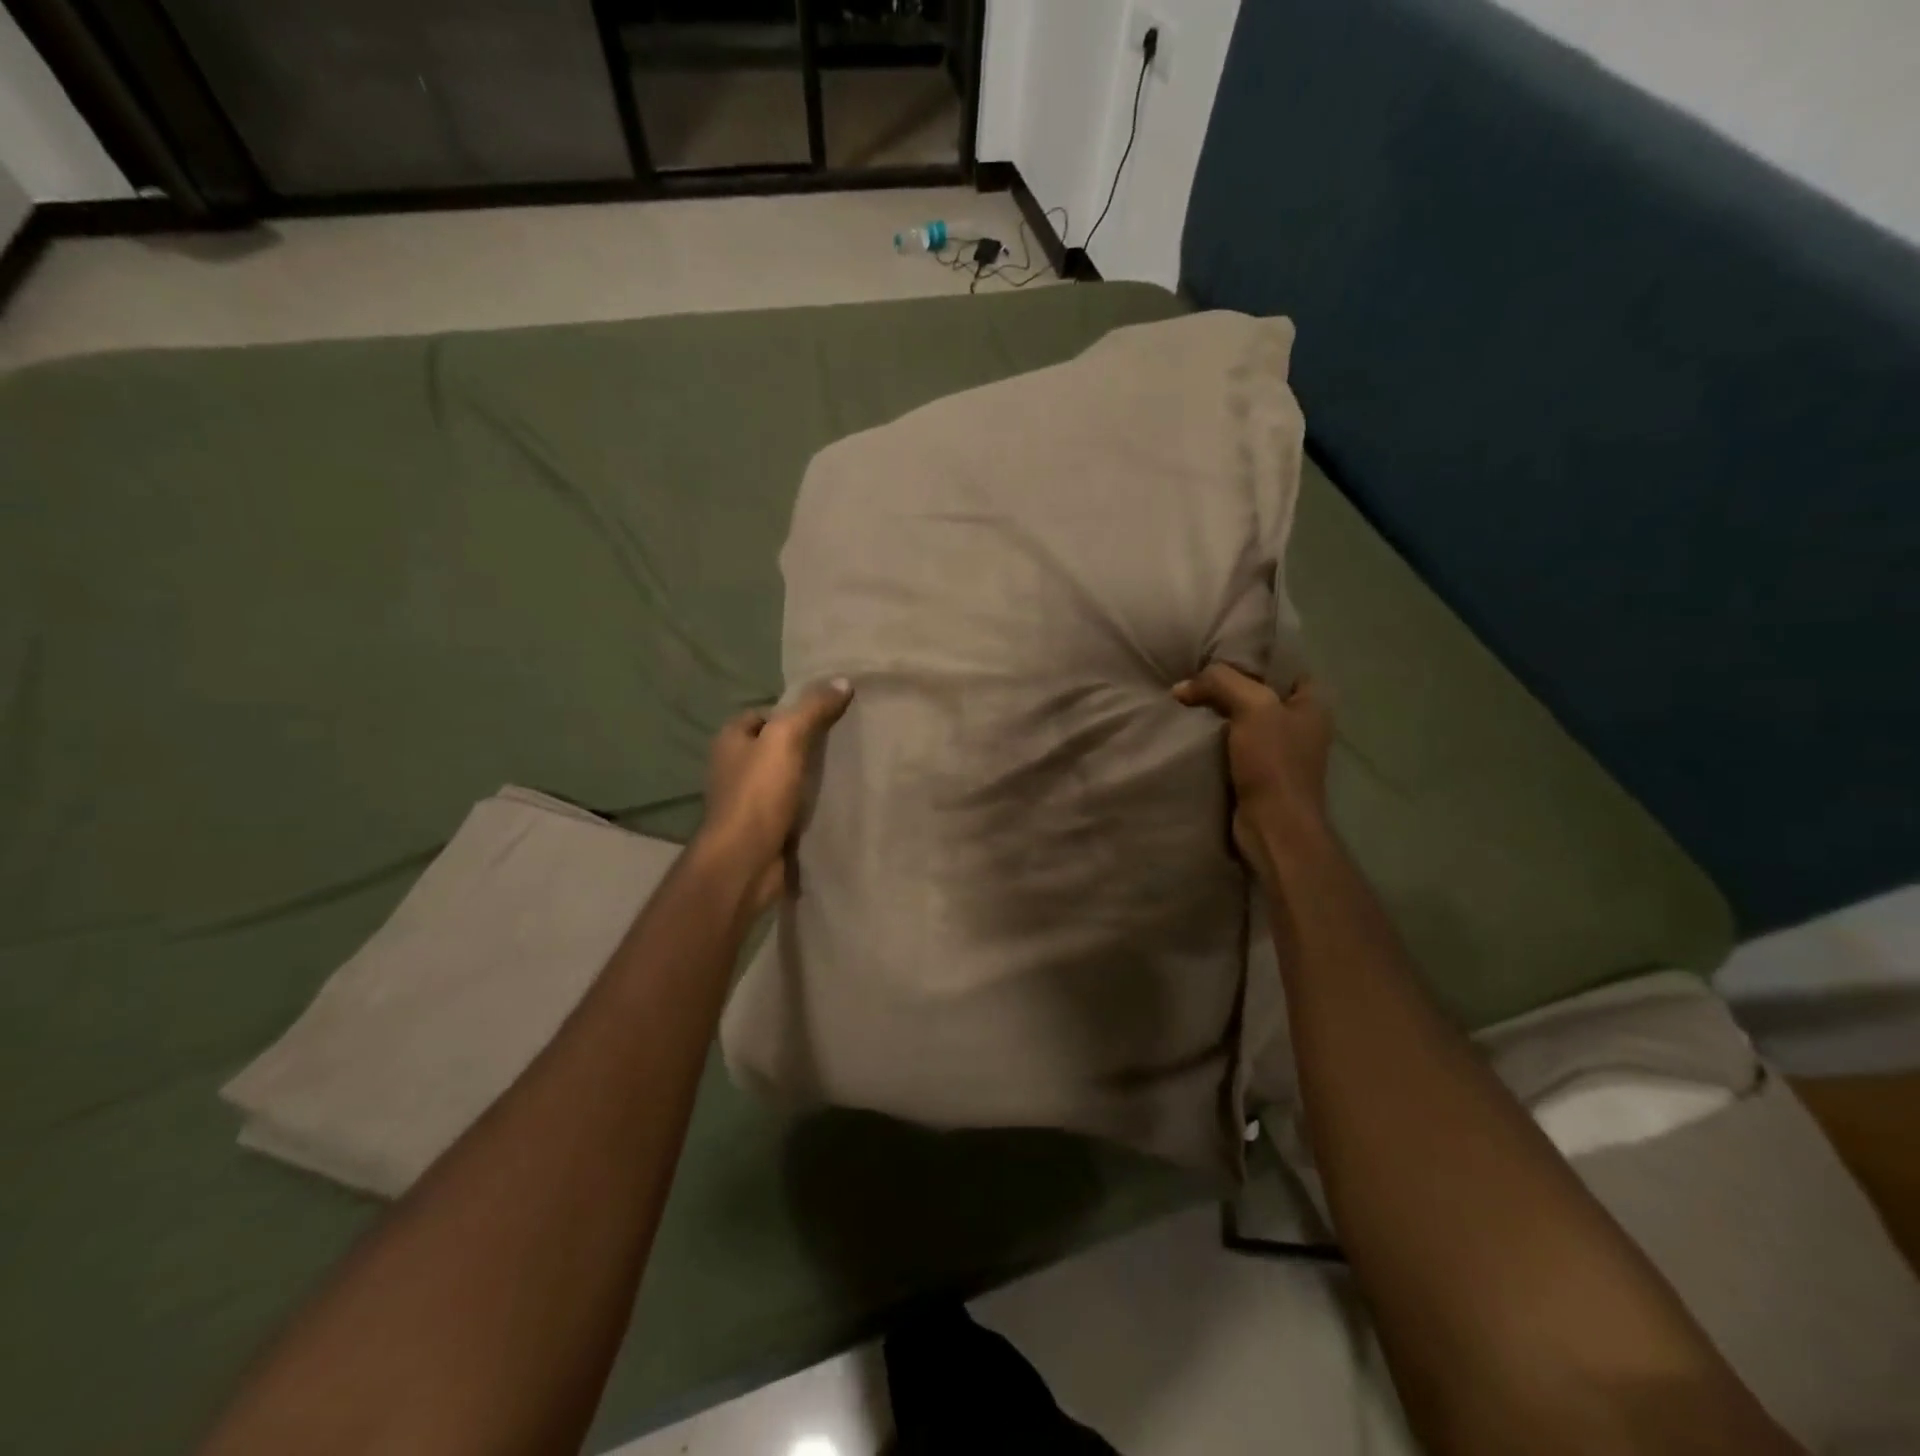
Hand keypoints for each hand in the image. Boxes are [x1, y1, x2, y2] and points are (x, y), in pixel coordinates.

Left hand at [694, 678, 853, 914]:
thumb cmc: (758, 793)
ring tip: (844, 769)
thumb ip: (812, 709)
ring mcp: (747, 801)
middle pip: (773, 746)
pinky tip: (833, 801)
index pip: (761, 714)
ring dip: (807, 776)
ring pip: (783, 778)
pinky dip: (808, 804)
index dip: (790, 711)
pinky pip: (790, 807)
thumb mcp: (787, 739)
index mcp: (730, 741)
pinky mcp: (763, 828)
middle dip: (803, 744)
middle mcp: (733, 768)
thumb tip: (843, 681)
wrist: (745, 861)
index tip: (825, 714)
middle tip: (842, 740)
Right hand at [1174, 664, 1332, 888]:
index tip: (1218, 653)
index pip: (1283, 666)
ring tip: (1186, 700)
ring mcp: (1281, 752)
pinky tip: (1191, 731)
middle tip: (1194, 675)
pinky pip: (1234, 745)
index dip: (1253, 657)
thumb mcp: (1252, 706)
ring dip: (1218, 714)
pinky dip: (1214, 739)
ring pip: (1244, 720)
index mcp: (1313, 703)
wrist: (1273, 825)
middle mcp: (1302, 724)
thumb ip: (1220, 682)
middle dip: (1228, 686)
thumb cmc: (1273, 762)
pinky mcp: (1260, 773)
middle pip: (1260, 692)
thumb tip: (1182, 686)